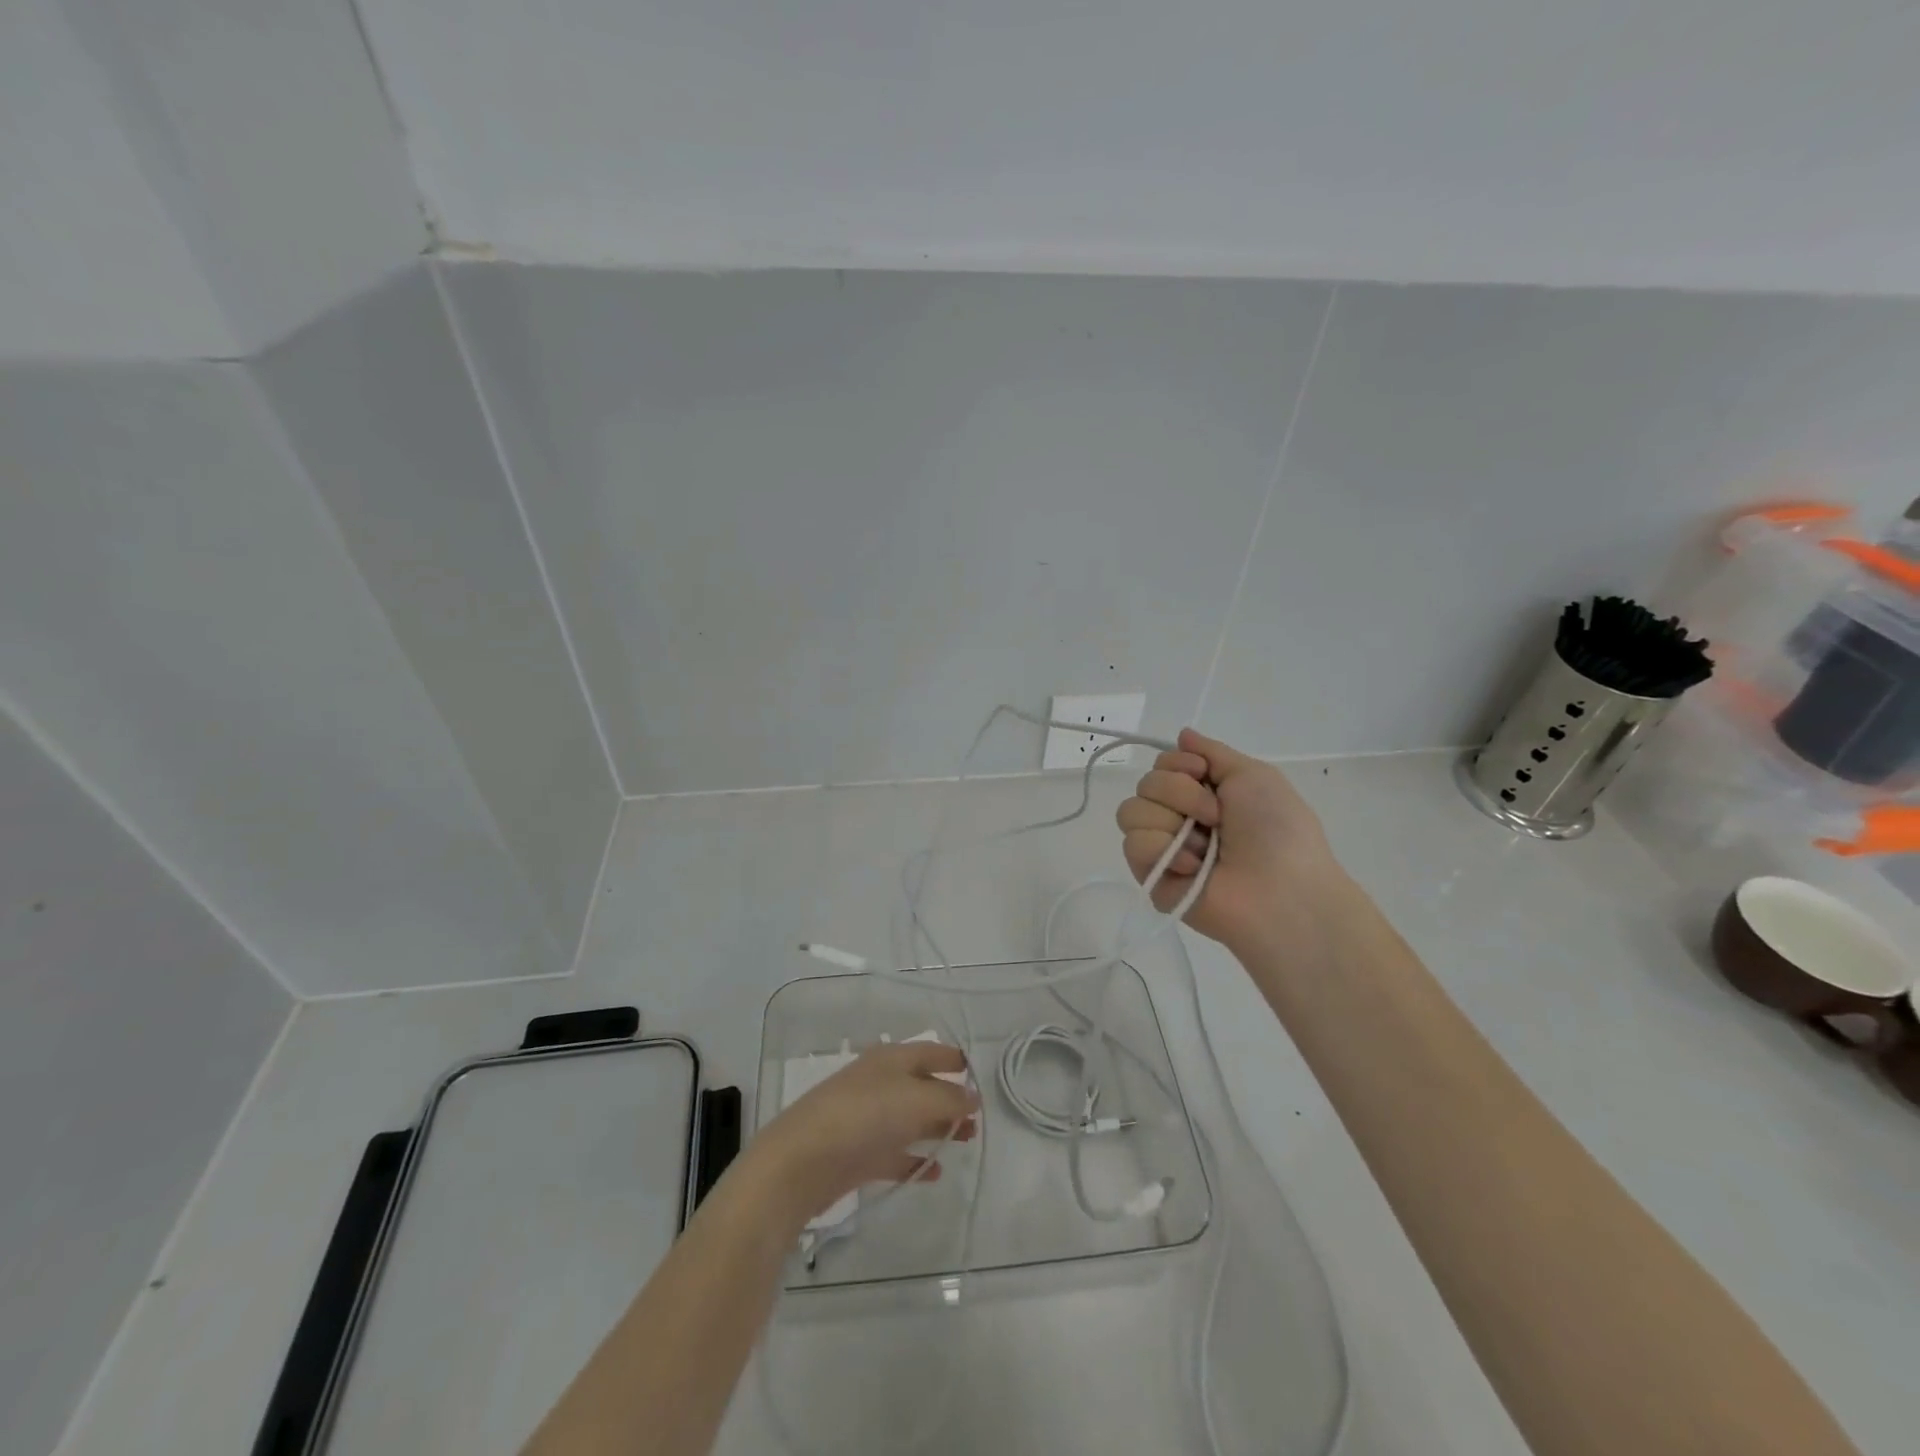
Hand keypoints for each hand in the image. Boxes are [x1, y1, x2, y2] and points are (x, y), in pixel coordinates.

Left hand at [744, 1041, 978, 1228]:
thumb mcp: (916, 1099)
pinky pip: (894, 1153)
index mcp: (891, 1059)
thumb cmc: (864, 1116)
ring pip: (910, 1119)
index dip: (954, 1060)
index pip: (929, 1051)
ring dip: (938, 1128)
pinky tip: (934, 1172)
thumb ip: (949, 1098)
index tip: (979, 1075)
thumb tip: (973, 1097)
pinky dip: (914, 1160)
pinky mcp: (857, 1155)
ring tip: (965, 1141)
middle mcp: (879, 1083)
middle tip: (977, 1119)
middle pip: (922, 1086)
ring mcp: (867, 1119)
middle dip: (950, 1099)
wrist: (802, 1162)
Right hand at [1115, 727, 1343, 952]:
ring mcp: (1163, 848)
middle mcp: (1179, 817)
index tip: (1204, 775)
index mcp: (1204, 793)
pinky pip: (1133, 844)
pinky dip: (1164, 851)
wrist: (1282, 892)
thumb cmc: (1277, 830)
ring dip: (1171, 822)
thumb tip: (1182, 734)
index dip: (1179, 764)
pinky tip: (1193, 867)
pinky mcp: (1150, 876)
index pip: (1162, 763)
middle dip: (1180, 794)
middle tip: (1215, 818)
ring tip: (1204, 848)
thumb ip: (1213, 752)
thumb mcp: (1254, 775)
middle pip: (1145, 783)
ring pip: (1131, 811)